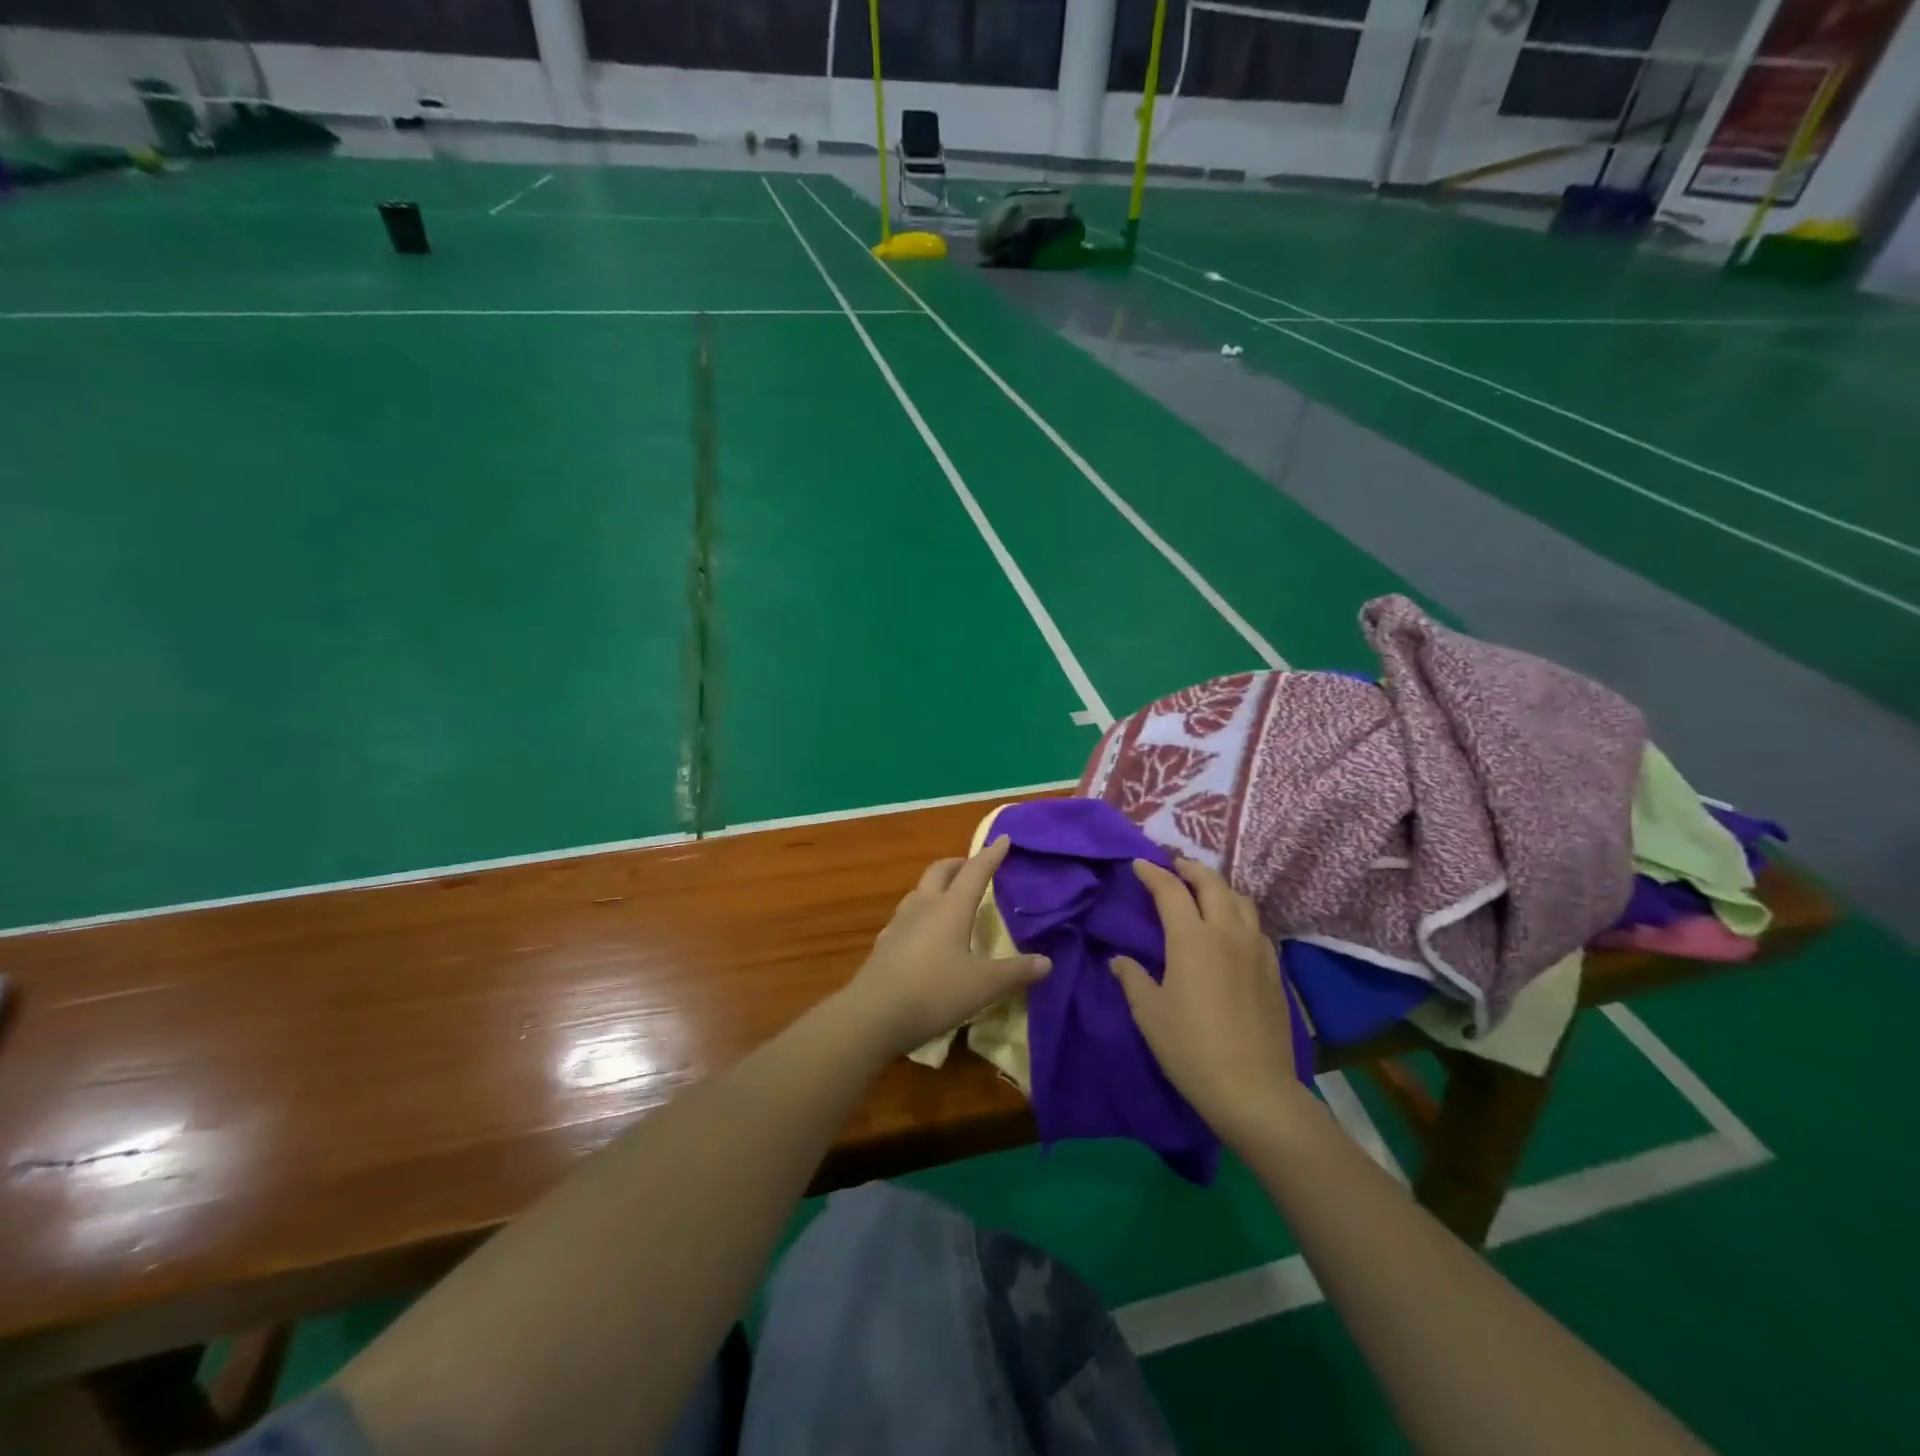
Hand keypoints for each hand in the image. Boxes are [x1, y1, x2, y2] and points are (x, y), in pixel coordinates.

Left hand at [837, 837, 1050, 1061]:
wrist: (873, 1015)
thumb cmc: (934, 992)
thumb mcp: (983, 985)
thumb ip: (1015, 972)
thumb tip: (1047, 962)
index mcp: (951, 908)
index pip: (975, 871)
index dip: (991, 855)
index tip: (1003, 839)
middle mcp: (923, 906)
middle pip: (940, 871)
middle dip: (958, 864)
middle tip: (973, 867)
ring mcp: (899, 923)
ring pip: (919, 891)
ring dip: (936, 886)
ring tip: (949, 897)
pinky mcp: (884, 943)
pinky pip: (906, 915)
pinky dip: (920, 912)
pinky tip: (923, 932)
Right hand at [1112, 857, 1308, 1142]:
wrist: (1254, 1089)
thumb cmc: (1191, 1048)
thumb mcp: (1149, 1013)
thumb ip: (1133, 979)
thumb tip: (1120, 960)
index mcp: (1192, 938)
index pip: (1170, 890)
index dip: (1153, 873)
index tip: (1139, 864)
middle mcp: (1227, 932)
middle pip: (1212, 883)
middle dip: (1190, 869)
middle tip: (1173, 867)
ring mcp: (1257, 950)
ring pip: (1240, 900)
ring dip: (1219, 887)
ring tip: (1204, 892)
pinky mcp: (1275, 970)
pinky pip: (1256, 927)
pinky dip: (1239, 914)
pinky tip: (1232, 930)